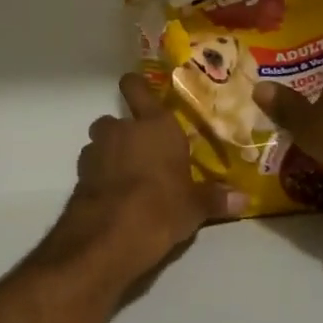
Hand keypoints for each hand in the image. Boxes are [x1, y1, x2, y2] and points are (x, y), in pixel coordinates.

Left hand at [55, 73, 246, 278]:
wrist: (107, 237)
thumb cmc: (161, 208)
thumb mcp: (194, 208)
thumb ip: (215, 199)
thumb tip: (243, 199)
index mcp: (156, 126)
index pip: (139, 89)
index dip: (136, 85)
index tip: (138, 87)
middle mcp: (122, 130)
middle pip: (116, 119)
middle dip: (125, 131)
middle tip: (143, 150)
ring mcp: (96, 152)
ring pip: (101, 143)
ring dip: (110, 153)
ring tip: (128, 175)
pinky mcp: (79, 177)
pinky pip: (92, 168)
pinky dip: (100, 176)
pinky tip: (114, 195)